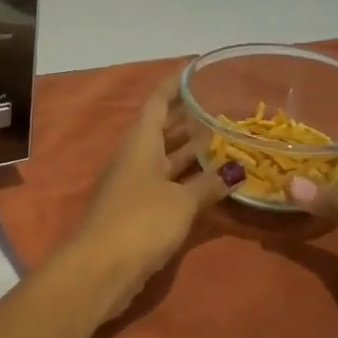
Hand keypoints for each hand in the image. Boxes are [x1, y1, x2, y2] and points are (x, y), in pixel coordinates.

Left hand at [62, 68, 237, 320]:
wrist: (101, 269)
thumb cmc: (140, 222)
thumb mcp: (181, 201)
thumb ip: (209, 184)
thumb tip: (237, 169)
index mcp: (139, 143)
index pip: (157, 101)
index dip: (175, 83)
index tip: (196, 68)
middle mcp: (135, 158)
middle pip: (162, 129)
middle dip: (188, 116)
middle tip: (222, 105)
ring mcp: (135, 185)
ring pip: (167, 158)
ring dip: (191, 149)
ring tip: (226, 137)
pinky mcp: (138, 211)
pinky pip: (168, 184)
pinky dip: (189, 179)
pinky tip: (213, 181)